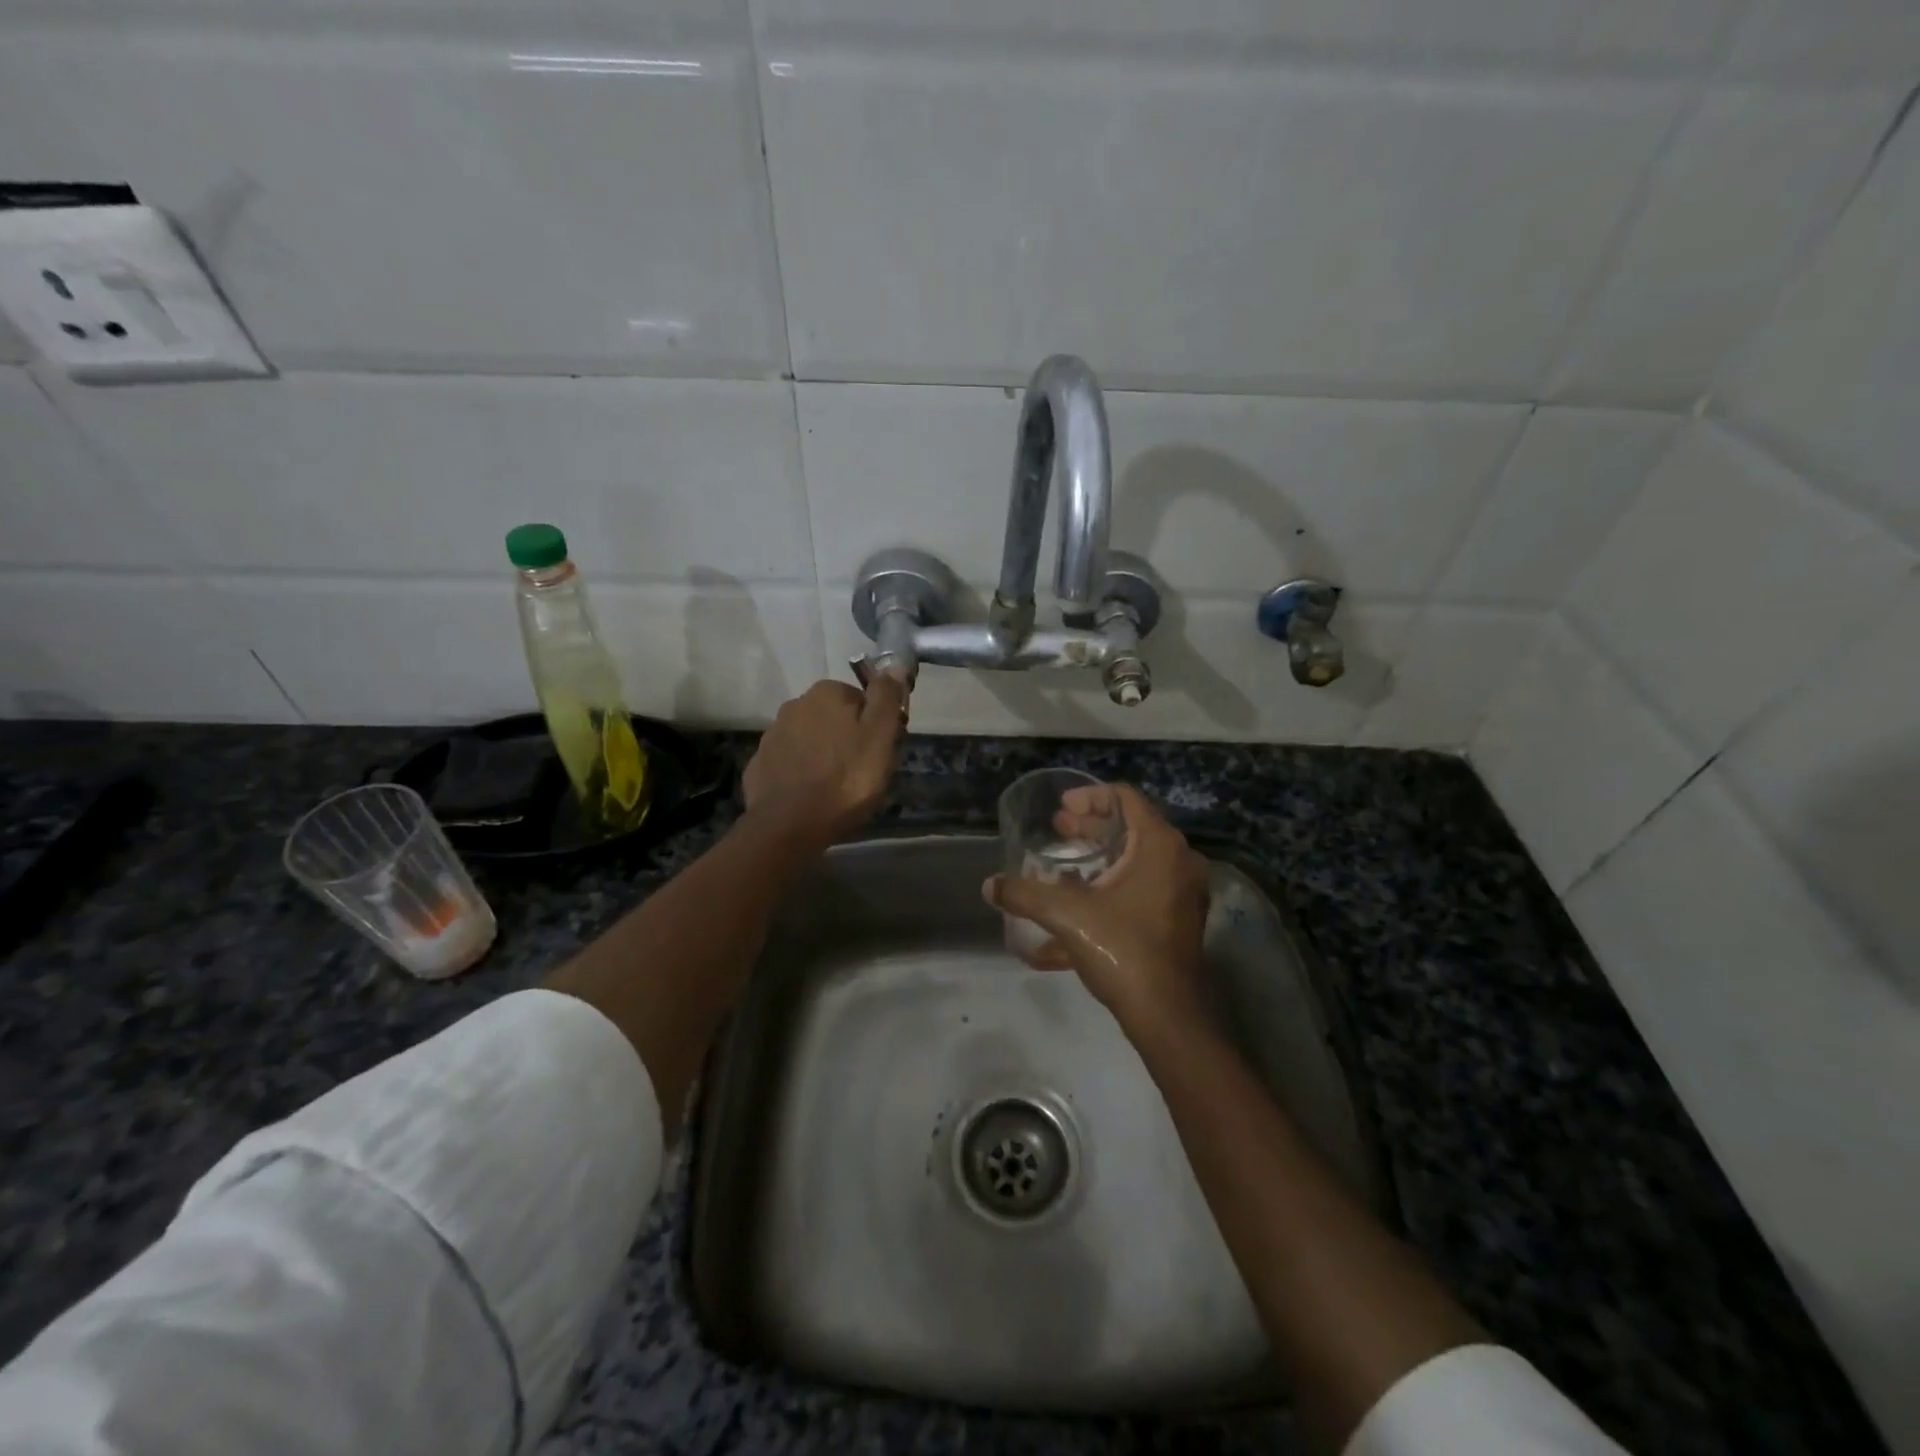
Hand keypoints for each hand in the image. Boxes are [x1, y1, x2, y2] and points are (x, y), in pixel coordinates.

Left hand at [742, 675, 907, 848]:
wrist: (789, 824)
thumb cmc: (845, 779)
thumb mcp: (880, 737)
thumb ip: (886, 698)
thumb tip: (894, 665)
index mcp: (827, 693)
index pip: (862, 700)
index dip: (877, 725)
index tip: (883, 752)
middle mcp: (795, 704)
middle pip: (835, 718)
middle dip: (849, 738)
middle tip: (863, 772)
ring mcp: (773, 734)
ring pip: (812, 738)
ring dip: (825, 754)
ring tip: (838, 787)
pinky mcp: (760, 763)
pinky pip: (791, 761)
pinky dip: (803, 772)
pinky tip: (812, 795)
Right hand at [984, 784, 1210, 1032]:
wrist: (1168, 1016)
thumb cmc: (1123, 951)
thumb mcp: (1067, 916)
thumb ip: (1025, 895)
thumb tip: (989, 885)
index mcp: (1160, 846)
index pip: (1126, 798)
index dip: (1090, 796)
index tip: (1061, 808)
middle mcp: (1179, 860)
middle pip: (1133, 825)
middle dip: (1092, 826)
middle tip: (1058, 830)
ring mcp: (1184, 891)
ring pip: (1139, 856)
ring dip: (1102, 854)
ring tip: (1066, 862)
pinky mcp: (1181, 917)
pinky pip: (1146, 883)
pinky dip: (1115, 881)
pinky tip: (1083, 899)